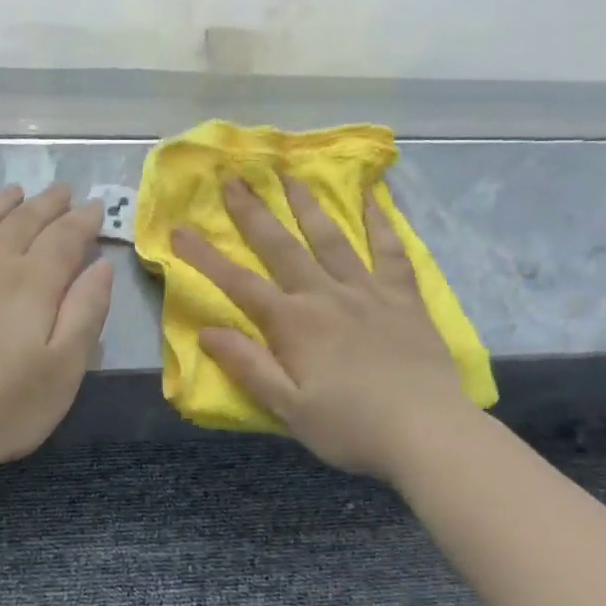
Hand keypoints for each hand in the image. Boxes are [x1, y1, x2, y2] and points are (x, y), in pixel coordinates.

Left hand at [0, 184, 113, 472]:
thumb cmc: (6, 404)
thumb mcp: (66, 366)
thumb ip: (87, 310)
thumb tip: (100, 265)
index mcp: (32, 279)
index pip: (64, 235)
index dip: (83, 219)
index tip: (96, 207)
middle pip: (23, 219)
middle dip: (48, 203)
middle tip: (64, 191)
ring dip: (4, 202)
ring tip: (17, 193)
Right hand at [171, 176, 464, 482]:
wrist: (426, 431)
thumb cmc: (350, 427)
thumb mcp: (288, 408)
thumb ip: (248, 366)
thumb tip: (206, 331)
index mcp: (293, 324)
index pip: (239, 284)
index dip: (205, 257)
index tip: (179, 230)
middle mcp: (325, 296)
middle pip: (282, 246)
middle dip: (253, 212)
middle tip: (233, 178)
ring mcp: (367, 291)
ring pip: (331, 238)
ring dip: (307, 204)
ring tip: (290, 174)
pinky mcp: (403, 297)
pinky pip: (390, 251)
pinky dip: (380, 222)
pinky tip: (372, 198)